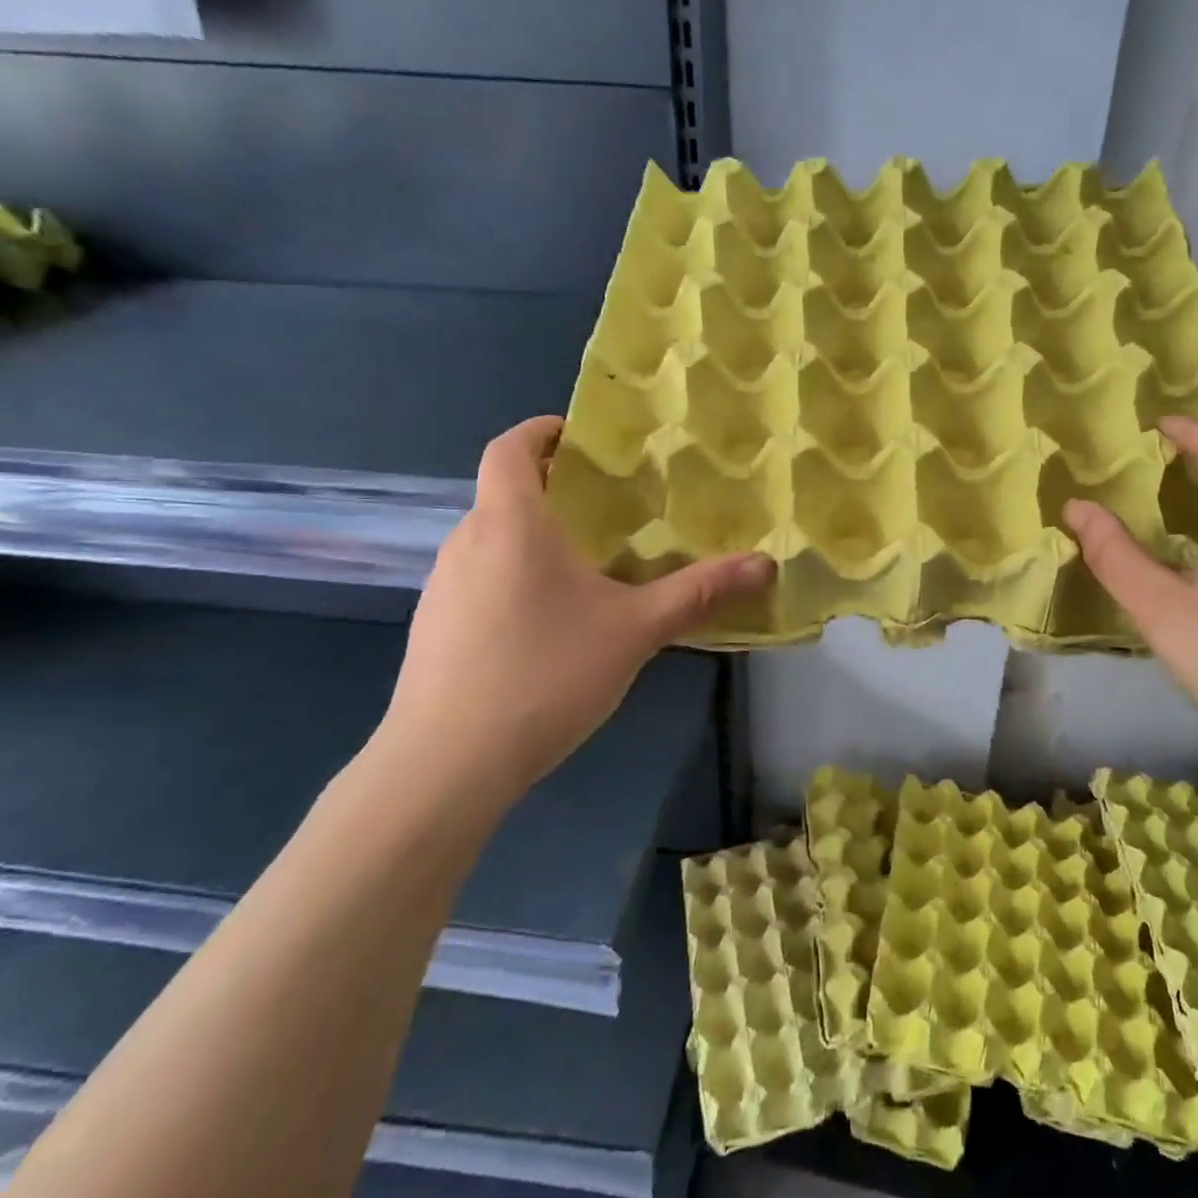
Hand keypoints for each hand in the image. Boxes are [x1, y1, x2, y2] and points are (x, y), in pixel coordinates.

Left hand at [374, 416, 772, 811]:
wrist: (444, 766)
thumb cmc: (544, 674)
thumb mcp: (635, 630)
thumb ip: (699, 592)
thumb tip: (765, 564)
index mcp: (510, 521)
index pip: (511, 447)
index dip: (541, 430)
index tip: (581, 437)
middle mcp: (466, 541)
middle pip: (505, 492)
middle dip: (554, 488)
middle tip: (609, 506)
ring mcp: (442, 586)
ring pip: (491, 538)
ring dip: (533, 535)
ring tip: (587, 563)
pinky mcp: (432, 627)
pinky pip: (478, 578)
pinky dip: (513, 575)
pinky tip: (547, 623)